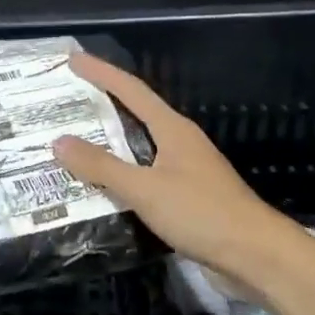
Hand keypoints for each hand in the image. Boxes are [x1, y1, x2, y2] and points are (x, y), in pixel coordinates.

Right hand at [53, 52, 303, 295]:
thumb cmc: (201, 213)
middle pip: (135, 113)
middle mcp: (179, 142)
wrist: (255, 255)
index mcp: (172, 129)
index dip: (101, 73)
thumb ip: (102, 167)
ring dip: (109, 141)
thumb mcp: (145, 189)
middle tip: (66, 99)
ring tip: (74, 141)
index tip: (73, 59)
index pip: (131, 90)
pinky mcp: (186, 196)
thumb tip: (59, 141)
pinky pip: (144, 174)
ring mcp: (185, 169)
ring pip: (139, 146)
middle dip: (102, 104)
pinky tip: (101, 185)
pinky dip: (120, 173)